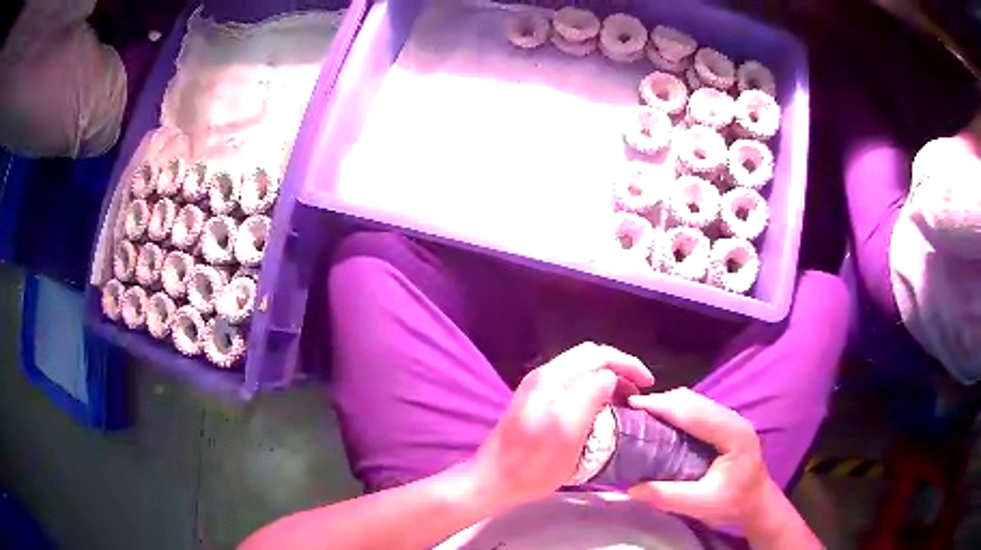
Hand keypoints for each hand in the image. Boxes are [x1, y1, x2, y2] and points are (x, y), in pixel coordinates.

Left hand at [467, 342, 653, 506]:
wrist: (493, 480)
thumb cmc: (532, 462)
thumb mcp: (567, 430)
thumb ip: (590, 395)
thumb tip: (609, 376)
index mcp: (551, 377)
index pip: (598, 354)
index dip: (627, 364)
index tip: (648, 383)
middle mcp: (544, 376)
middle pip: (590, 358)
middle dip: (619, 369)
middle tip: (639, 391)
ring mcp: (538, 390)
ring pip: (582, 372)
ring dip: (607, 380)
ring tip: (626, 401)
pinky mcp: (537, 405)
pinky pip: (573, 387)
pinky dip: (594, 391)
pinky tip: (602, 410)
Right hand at [626, 388, 772, 528]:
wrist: (757, 504)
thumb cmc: (734, 504)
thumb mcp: (701, 505)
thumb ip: (668, 497)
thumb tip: (631, 488)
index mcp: (733, 434)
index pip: (694, 413)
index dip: (663, 406)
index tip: (633, 405)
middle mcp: (733, 420)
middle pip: (694, 400)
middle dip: (662, 401)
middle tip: (632, 410)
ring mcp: (731, 420)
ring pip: (696, 401)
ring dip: (669, 404)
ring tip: (642, 414)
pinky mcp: (725, 425)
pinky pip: (698, 409)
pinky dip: (677, 410)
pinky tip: (662, 421)